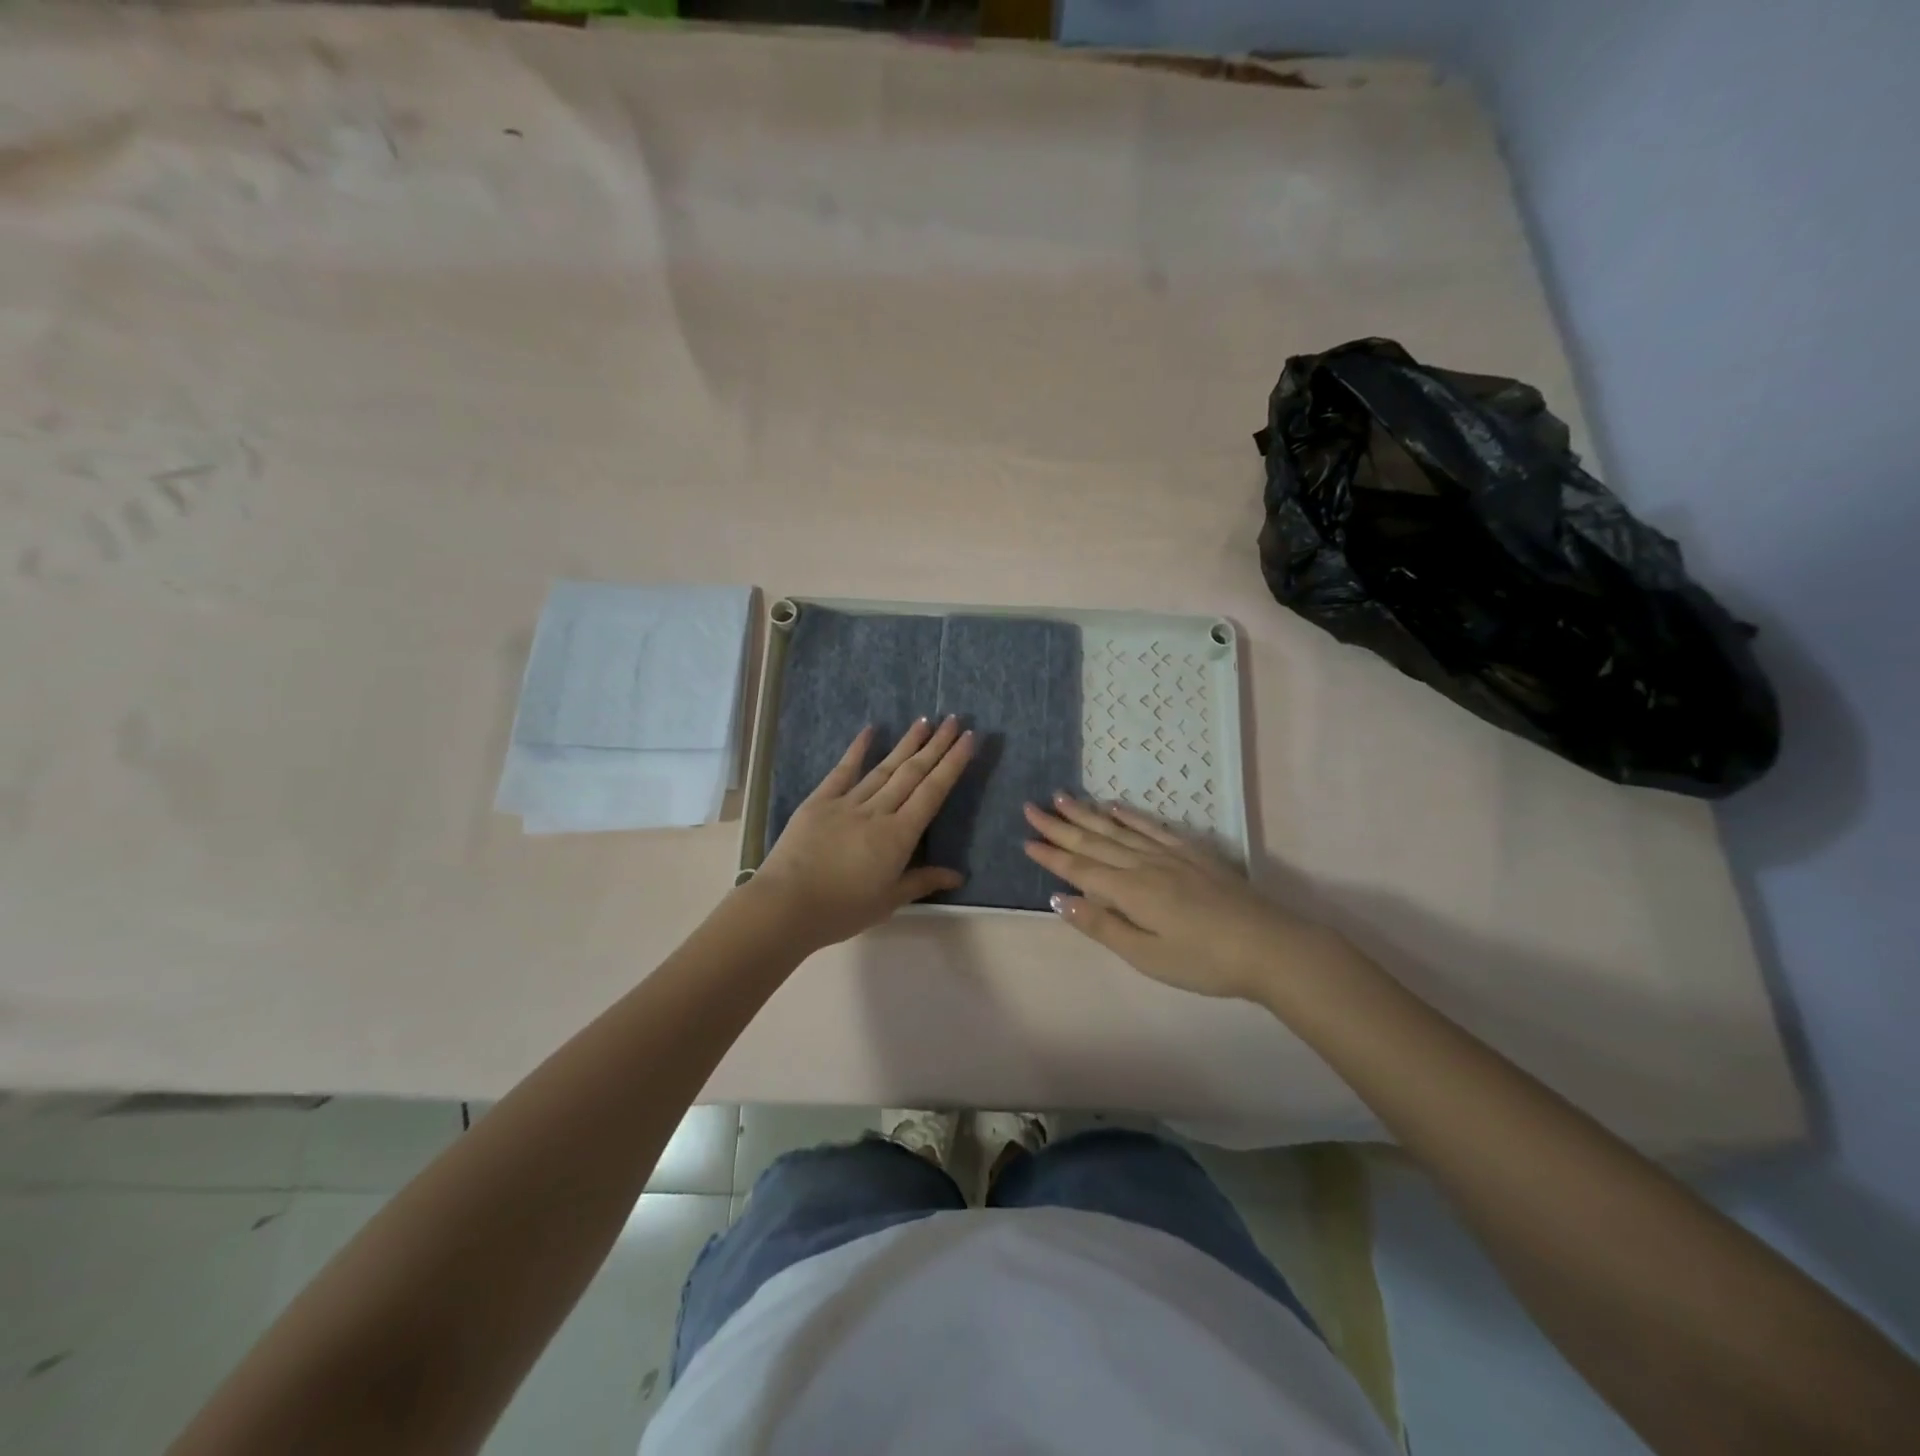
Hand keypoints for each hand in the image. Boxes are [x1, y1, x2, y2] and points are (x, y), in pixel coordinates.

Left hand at [751, 717, 974, 950]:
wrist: (786, 905)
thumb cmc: (841, 910)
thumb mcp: (888, 901)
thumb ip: (922, 882)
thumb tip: (958, 875)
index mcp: (898, 836)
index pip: (933, 793)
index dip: (952, 764)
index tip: (968, 740)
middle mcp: (877, 811)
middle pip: (913, 773)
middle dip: (936, 746)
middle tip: (955, 720)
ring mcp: (847, 803)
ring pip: (884, 767)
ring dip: (907, 744)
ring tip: (925, 721)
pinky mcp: (819, 801)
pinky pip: (843, 771)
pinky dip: (857, 749)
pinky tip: (870, 730)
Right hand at [1023, 795, 1353, 1001]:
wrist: (1269, 946)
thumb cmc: (1204, 961)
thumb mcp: (1146, 956)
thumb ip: (1102, 926)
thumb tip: (1059, 899)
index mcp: (1129, 891)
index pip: (1079, 868)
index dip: (1051, 855)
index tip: (1026, 840)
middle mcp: (1143, 864)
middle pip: (1093, 841)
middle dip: (1059, 826)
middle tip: (1031, 807)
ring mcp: (1169, 854)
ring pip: (1118, 829)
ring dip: (1087, 814)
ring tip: (1063, 798)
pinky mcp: (1192, 853)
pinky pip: (1152, 827)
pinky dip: (1130, 816)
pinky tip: (1114, 807)